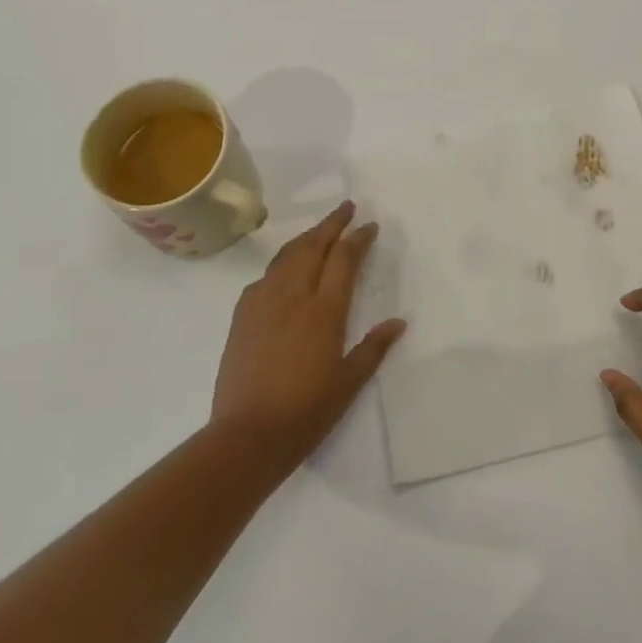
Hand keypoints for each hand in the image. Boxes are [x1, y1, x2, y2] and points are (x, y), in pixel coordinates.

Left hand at [210, 201, 406, 475]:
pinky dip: (282, 263)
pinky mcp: (242, 315)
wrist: (246, 435)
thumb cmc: (306, 412)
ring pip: (287, 255)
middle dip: (332, 223)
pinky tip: (285, 269)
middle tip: (346, 207)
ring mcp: (264, 302)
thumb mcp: (349, 382)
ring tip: (320, 230)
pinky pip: (266, 276)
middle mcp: (294, 296)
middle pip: (314, 246)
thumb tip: (399, 321)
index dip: (358, 238)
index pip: (344, 260)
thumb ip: (374, 348)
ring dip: (307, 237)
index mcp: (324, 310)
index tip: (369, 225)